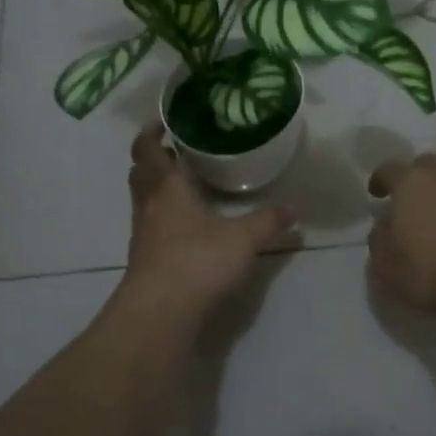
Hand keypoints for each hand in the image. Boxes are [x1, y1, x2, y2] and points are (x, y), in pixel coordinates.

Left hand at [122, 125, 296, 319]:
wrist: (160, 312)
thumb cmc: (197, 261)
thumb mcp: (243, 239)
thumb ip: (268, 222)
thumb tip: (294, 209)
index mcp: (166, 187)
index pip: (147, 149)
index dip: (151, 133)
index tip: (165, 123)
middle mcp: (149, 205)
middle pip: (141, 173)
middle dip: (154, 159)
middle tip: (178, 152)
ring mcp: (143, 234)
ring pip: (144, 200)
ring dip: (157, 188)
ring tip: (186, 186)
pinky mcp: (145, 259)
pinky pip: (151, 226)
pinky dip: (164, 217)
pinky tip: (187, 227)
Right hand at [367, 153, 435, 313]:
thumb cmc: (428, 272)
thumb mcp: (384, 263)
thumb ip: (380, 237)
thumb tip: (386, 225)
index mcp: (411, 183)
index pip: (390, 169)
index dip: (381, 179)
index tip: (377, 193)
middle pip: (428, 164)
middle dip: (417, 177)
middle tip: (413, 199)